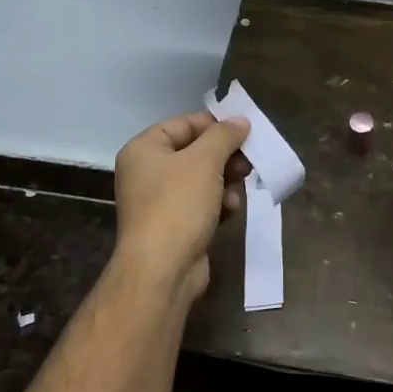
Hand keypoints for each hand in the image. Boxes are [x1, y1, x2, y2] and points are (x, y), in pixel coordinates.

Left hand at [112, 112, 251, 302]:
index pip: (184, 124)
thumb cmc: (178, 205)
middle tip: (248, 163)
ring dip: (226, 182)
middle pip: (195, 152)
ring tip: (238, 191)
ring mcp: (160, 201)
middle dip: (225, 158)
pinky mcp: (175, 225)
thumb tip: (240, 121)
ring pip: (203, 179)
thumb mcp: (205, 161)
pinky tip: (230, 211)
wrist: (162, 270)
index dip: (215, 125)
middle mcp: (147, 172)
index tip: (245, 131)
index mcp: (144, 149)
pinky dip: (219, 204)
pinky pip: (202, 204)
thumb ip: (224, 135)